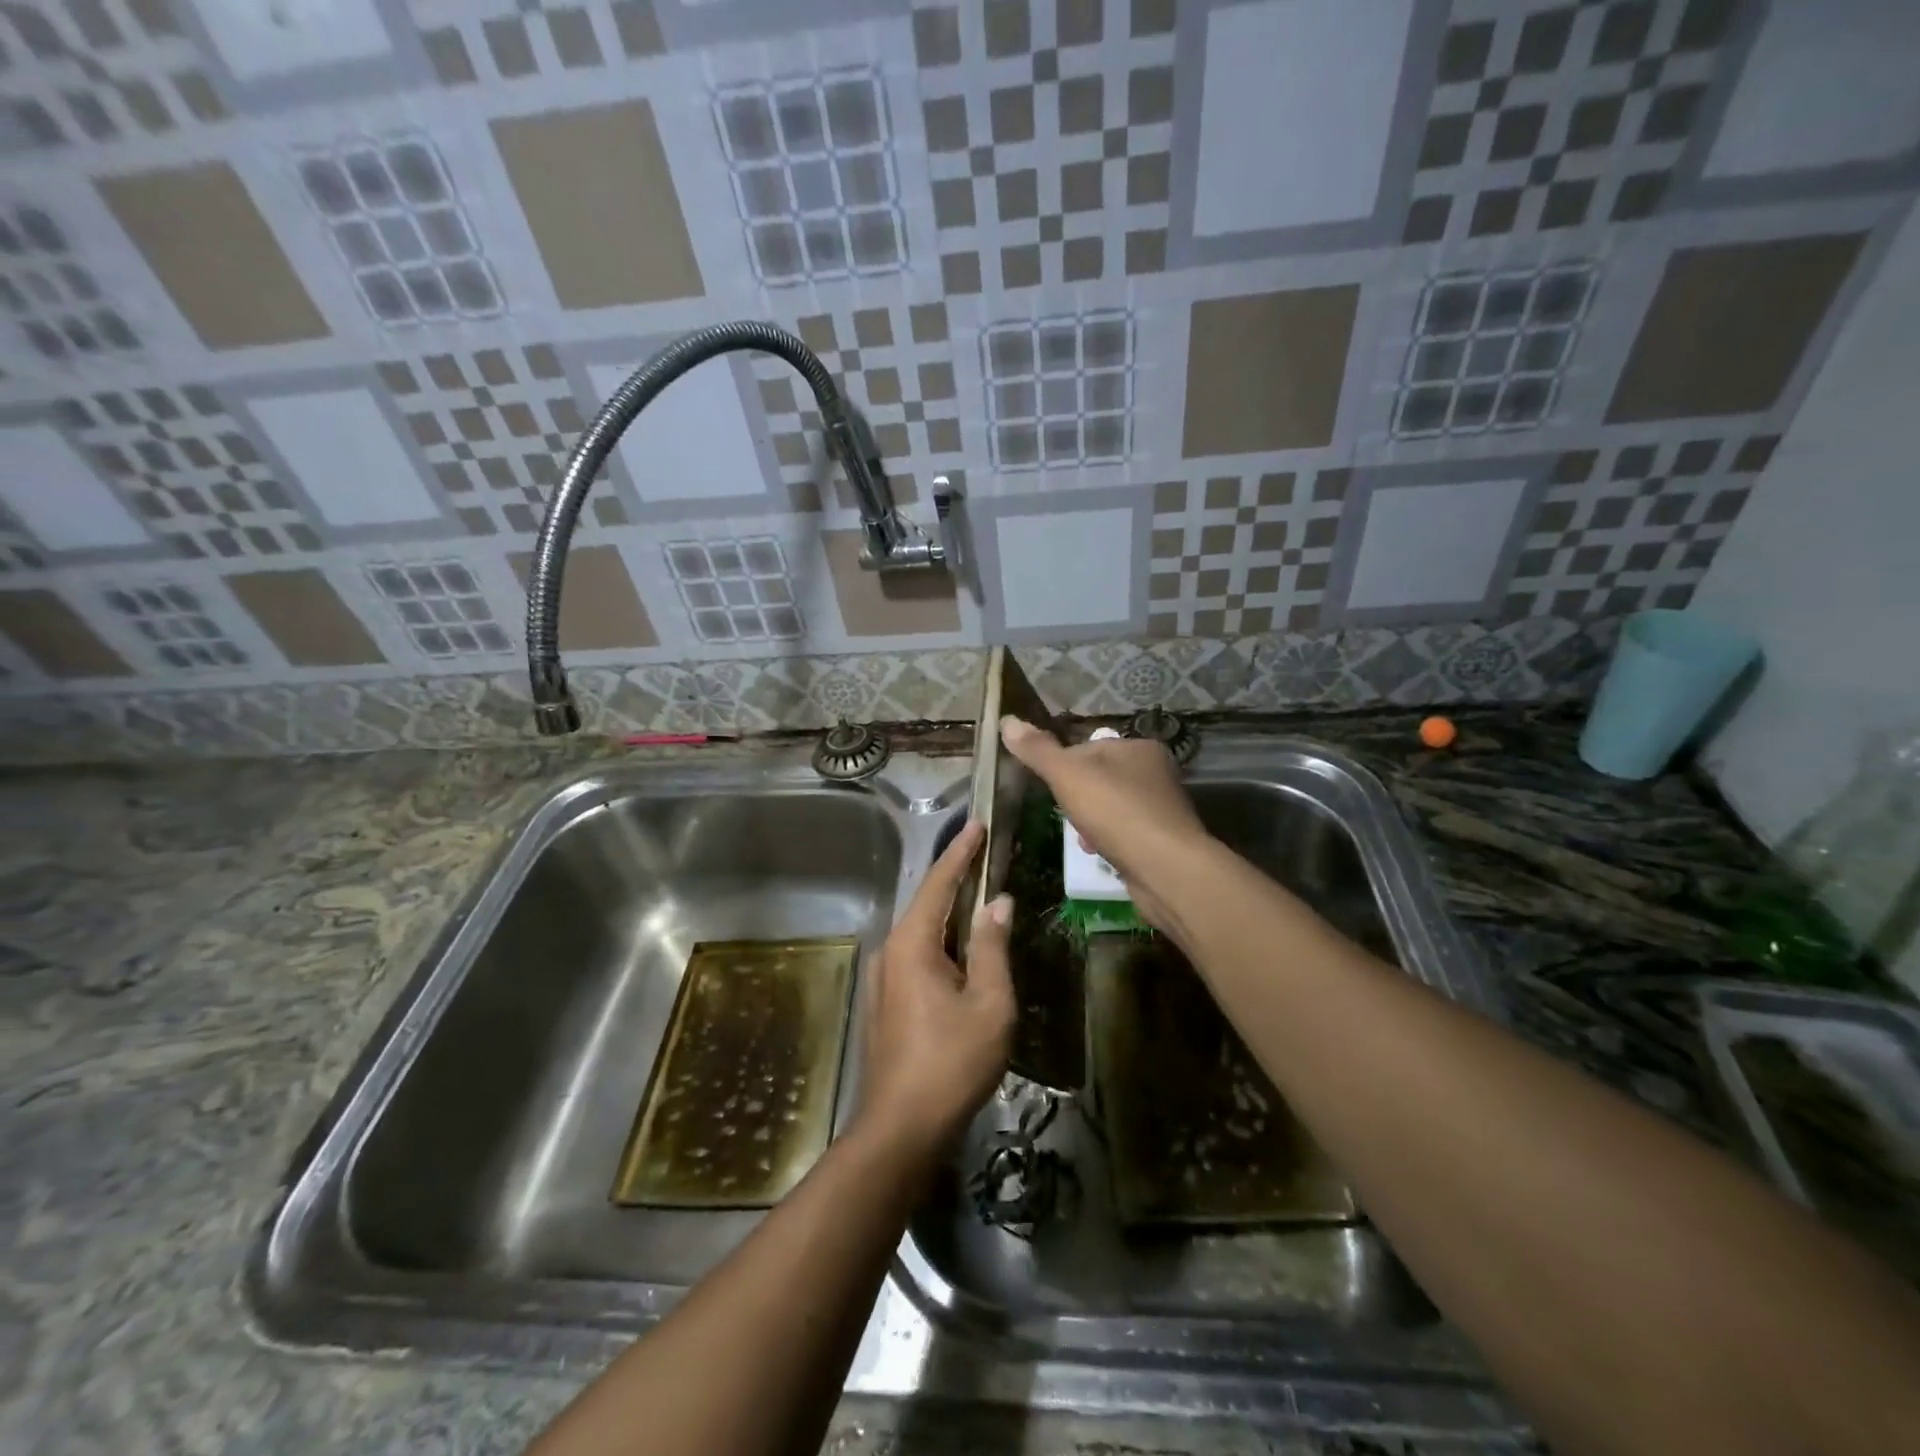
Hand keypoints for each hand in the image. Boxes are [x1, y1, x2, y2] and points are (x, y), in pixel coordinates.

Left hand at [855, 820, 1013, 1156]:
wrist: (900, 1128)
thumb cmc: (951, 1062)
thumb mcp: (988, 1003)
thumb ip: (992, 947)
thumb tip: (998, 903)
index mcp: (912, 943)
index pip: (939, 883)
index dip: (961, 852)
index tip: (977, 824)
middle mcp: (890, 951)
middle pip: (928, 903)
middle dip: (956, 879)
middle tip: (986, 855)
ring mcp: (883, 977)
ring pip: (922, 932)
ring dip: (951, 913)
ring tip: (981, 897)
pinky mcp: (886, 1001)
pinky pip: (918, 955)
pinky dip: (943, 941)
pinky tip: (963, 949)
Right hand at [999, 715, 1210, 934]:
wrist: (1165, 869)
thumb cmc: (1116, 812)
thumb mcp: (1068, 775)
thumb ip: (1038, 750)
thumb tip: (1007, 720)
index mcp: (1139, 747)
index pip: (1090, 747)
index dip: (1065, 766)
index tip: (1052, 787)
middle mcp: (1156, 772)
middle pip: (1100, 779)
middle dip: (1078, 798)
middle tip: (1065, 815)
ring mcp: (1162, 808)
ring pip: (1111, 808)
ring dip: (1091, 823)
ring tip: (1081, 839)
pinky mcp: (1164, 840)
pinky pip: (1125, 834)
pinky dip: (1108, 842)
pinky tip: (1098, 855)